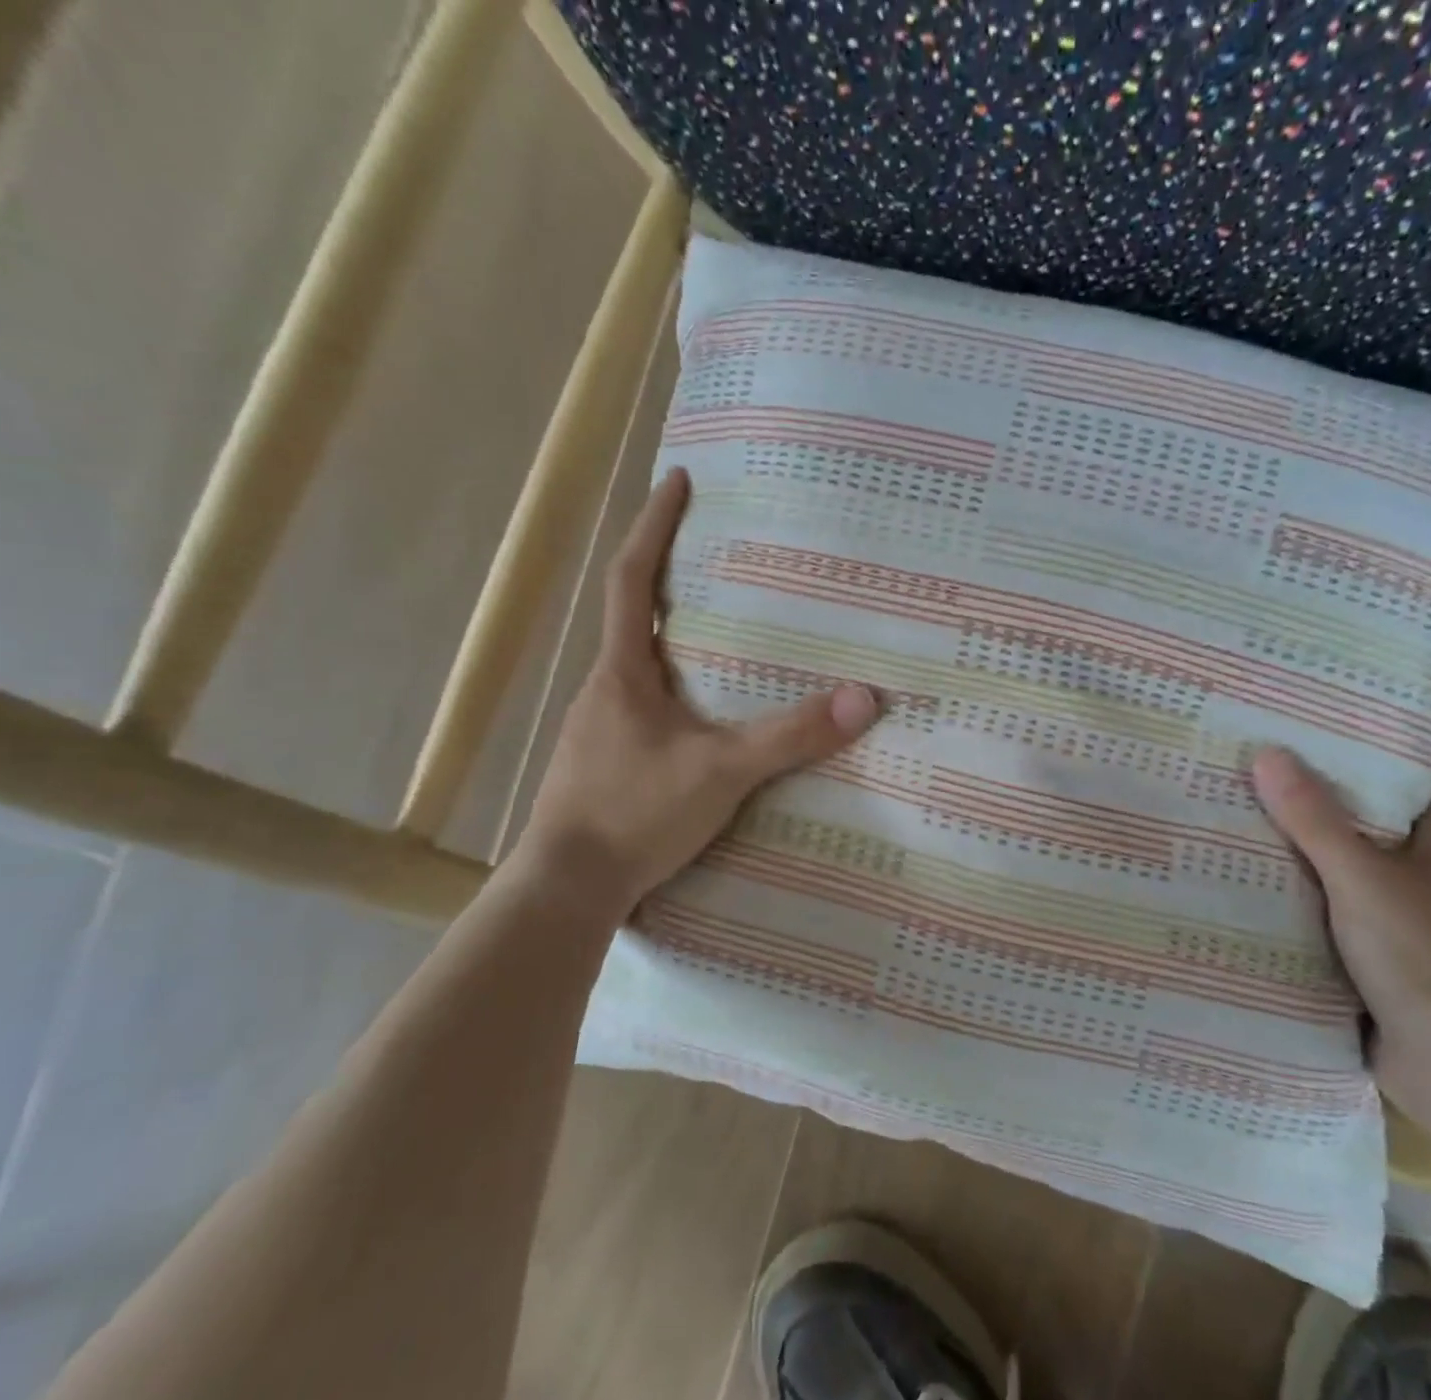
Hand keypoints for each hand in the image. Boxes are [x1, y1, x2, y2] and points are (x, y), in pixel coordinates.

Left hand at [516, 468, 879, 923]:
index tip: (677, 481)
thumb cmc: (634, 814)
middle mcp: (605, 689)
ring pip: (642, 666)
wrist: (567, 887)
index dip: (654, 526)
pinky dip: (678, 691)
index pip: (631, 579)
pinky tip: (705, 717)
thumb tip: (864, 699)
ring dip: (676, 640)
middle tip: (722, 558)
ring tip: (727, 636)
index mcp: (623, 672)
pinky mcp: (608, 762)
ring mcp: (602, 727)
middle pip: (635, 616)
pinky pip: (647, 707)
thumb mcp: (722, 772)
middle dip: (671, 577)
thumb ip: (792, 736)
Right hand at [1251, 747, 1430, 1134]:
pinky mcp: (1356, 936)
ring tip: (1230, 789)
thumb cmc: (1420, 959)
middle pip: (1359, 803)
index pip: (1410, 763)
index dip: (1372, 728)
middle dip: (1311, 776)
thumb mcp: (1362, 880)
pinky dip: (1283, 875)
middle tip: (1252, 739)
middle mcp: (1411, 859)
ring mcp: (1383, 899)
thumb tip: (1266, 753)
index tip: (1318, 700)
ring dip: (1290, 828)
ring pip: (1330, 848)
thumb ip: (1315, 821)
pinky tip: (1235, 860)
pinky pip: (1313, 890)